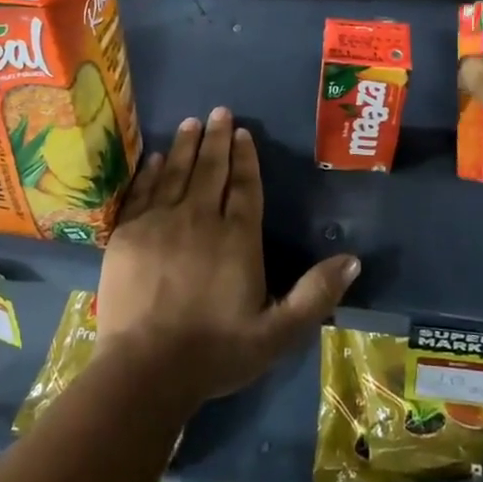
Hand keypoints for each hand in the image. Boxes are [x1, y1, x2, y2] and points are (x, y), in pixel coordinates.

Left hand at [95, 107, 359, 411]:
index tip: (243, 132)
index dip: (245, 158)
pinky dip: (151, 171)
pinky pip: (143, 191)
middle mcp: (200, 220)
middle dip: (217, 139)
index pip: (245, 187)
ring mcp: (160, 223)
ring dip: (186, 146)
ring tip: (192, 122)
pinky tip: (157, 158)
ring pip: (177, 173)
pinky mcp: (129, 234)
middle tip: (219, 111)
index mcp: (237, 239)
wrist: (146, 369)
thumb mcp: (278, 333)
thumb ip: (315, 295)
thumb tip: (353, 260)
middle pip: (211, 170)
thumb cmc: (216, 352)